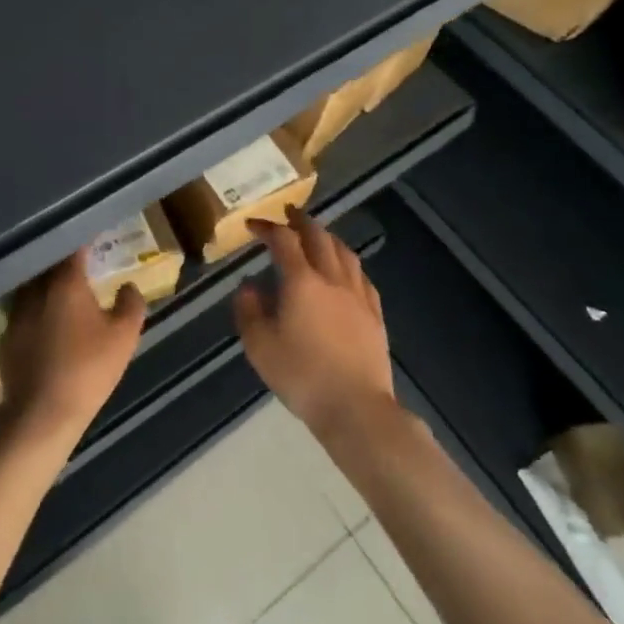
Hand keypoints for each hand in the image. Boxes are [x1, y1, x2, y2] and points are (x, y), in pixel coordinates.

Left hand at [0, 250, 145, 445]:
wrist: (42, 415)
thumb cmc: (88, 369)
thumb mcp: (124, 337)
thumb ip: (130, 305)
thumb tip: (128, 286)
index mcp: (66, 281)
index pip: (74, 247)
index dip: (84, 240)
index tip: (93, 236)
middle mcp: (36, 289)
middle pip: (48, 264)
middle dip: (62, 261)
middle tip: (79, 264)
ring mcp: (16, 313)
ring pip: (31, 287)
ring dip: (45, 285)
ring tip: (60, 292)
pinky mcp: (5, 338)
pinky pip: (22, 314)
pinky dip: (34, 312)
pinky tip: (44, 326)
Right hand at [235, 207, 396, 442]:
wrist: (356, 409)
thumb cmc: (302, 375)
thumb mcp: (259, 346)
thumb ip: (248, 310)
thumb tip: (248, 286)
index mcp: (301, 281)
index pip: (283, 240)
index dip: (267, 227)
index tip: (253, 225)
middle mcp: (331, 279)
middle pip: (319, 236)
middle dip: (301, 221)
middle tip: (288, 214)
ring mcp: (357, 296)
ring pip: (344, 252)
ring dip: (327, 237)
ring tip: (317, 235)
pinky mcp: (375, 315)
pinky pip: (362, 278)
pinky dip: (349, 264)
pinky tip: (346, 272)